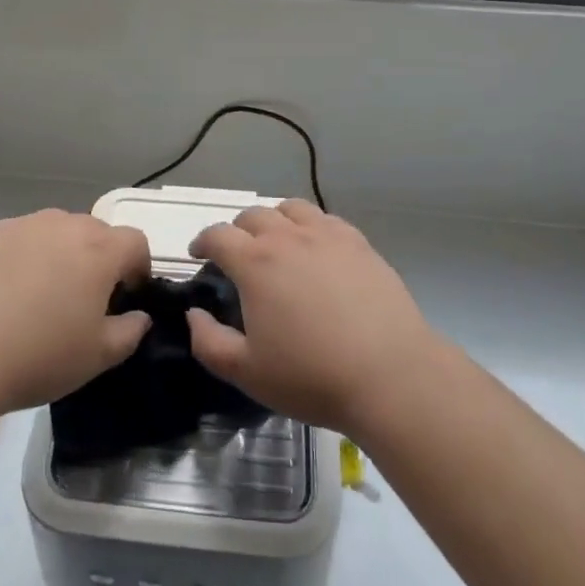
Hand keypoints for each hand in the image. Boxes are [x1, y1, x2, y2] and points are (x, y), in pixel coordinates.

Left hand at [0, 209, 152, 416]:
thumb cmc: (38, 355)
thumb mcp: (97, 357)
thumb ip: (129, 332)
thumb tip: (139, 317)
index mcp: (99, 250)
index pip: (135, 242)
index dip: (138, 268)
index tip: (126, 298)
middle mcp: (65, 224)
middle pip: (97, 232)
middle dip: (100, 259)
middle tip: (84, 301)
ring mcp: (24, 225)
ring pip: (57, 231)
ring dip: (62, 254)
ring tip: (42, 297)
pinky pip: (22, 238)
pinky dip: (25, 257)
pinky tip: (7, 294)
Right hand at [186, 200, 440, 435]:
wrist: (390, 375)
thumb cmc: (312, 376)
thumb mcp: (247, 372)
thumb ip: (209, 342)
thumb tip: (194, 314)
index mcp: (255, 262)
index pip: (217, 234)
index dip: (202, 241)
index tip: (199, 255)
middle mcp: (288, 237)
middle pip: (253, 215)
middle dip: (237, 230)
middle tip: (238, 255)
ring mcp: (326, 235)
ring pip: (291, 209)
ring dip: (275, 221)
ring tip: (277, 244)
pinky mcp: (358, 243)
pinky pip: (326, 219)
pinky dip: (311, 226)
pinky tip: (317, 250)